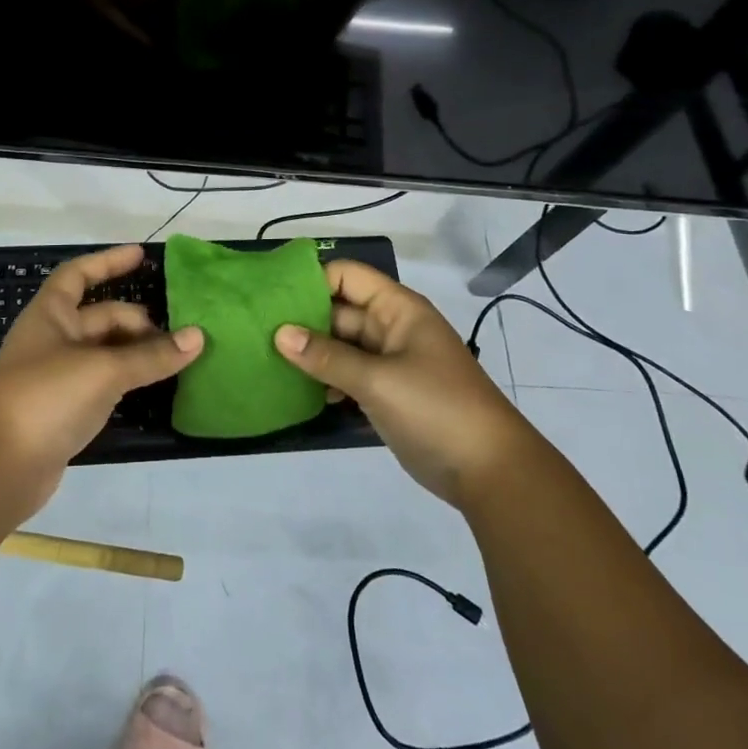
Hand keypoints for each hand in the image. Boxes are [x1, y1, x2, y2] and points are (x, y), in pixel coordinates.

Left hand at [0, 245, 203, 516]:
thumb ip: (152, 355)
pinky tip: (156, 387)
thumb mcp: (103, 369)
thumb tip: (198, 336)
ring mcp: (58, 377)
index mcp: (50, 315)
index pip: (79, 275)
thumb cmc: (45, 398)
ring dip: (137, 353)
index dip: (108, 262)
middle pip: (101, 317)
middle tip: (178, 336)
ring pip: (105, 353)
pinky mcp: (65, 410)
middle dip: (137, 322)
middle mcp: (53, 340)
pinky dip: (129, 381)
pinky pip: (104, 384)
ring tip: (178, 358)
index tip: (142, 255)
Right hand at [273, 260, 518, 509]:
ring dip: (311, 353)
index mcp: (397, 309)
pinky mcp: (387, 393)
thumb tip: (279, 334)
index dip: (311, 281)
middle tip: (257, 333)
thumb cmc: (436, 409)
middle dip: (303, 321)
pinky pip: (348, 375)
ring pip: (341, 346)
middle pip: (339, 311)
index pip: (346, 276)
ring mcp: (390, 362)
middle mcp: (392, 328)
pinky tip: (299, 393)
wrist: (490, 471)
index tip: (271, 298)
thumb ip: (327, 356)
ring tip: (268, 362)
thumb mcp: (377, 380)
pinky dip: (326, 380)